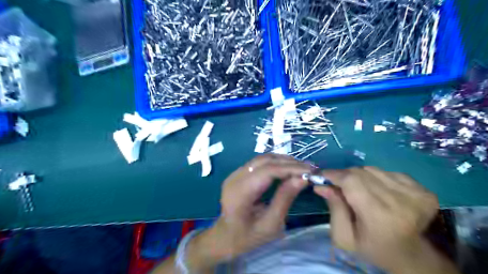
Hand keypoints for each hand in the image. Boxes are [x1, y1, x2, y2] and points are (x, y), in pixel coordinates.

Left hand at [189, 155, 309, 267]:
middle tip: (309, 168)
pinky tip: (287, 169)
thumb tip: (302, 178)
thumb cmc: (248, 237)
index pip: (267, 171)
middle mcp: (235, 178)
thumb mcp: (271, 224)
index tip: (310, 170)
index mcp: (240, 192)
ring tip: (301, 167)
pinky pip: (259, 163)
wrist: (225, 237)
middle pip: (264, 161)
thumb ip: (285, 198)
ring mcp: (234, 174)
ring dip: (282, 161)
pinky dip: (275, 163)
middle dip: (288, 162)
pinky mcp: (238, 174)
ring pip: (262, 159)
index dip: (290, 168)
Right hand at [316, 166, 457, 272]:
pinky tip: (378, 191)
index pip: (351, 181)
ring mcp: (414, 193)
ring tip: (358, 190)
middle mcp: (398, 200)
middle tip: (337, 185)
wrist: (414, 258)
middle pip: (360, 172)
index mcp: (378, 215)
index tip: (322, 175)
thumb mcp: (345, 237)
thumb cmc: (373, 249)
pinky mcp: (423, 189)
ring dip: (360, 176)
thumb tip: (322, 186)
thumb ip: (333, 209)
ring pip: (373, 170)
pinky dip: (377, 178)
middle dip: (344, 175)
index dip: (334, 174)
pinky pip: (388, 172)